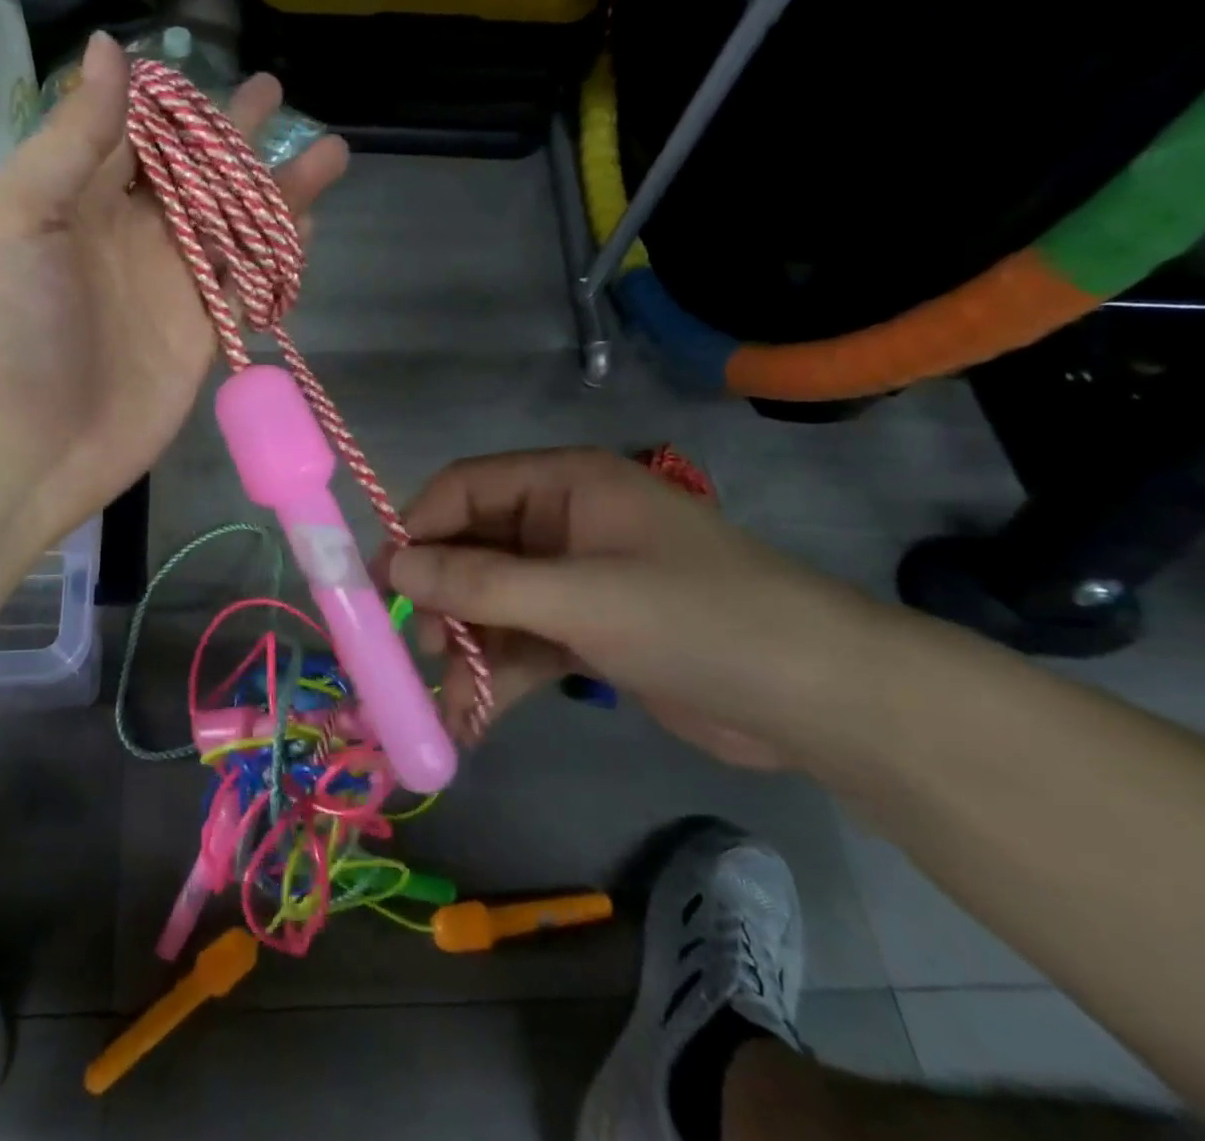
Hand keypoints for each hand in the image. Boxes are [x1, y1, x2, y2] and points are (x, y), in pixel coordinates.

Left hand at [0, 34, 347, 548]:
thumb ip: (73, 139)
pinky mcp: (200, 335)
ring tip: (329, 151)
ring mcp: (170, 287)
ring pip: (234, 224)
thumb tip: (113, 49)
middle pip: (195, 173)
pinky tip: (308, 224)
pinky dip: (277, 255)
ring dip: (278, 189)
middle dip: (234, 134)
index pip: (136, 134)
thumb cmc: (3, 327)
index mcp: (78, 198)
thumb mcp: (18, 216)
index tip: (209, 65)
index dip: (173, 102)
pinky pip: (247, 284)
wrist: (20, 449)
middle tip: (275, 91)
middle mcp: (130, 235)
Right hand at [385, 447, 905, 767]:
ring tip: (451, 702)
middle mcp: (561, 523)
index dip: (418, 527)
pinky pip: (520, 644)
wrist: (821, 702)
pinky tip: (471, 722)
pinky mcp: (587, 631)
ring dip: (466, 650)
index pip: (464, 488)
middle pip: (471, 548)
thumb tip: (394, 564)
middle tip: (421, 648)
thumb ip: (481, 581)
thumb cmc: (697, 619)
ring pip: (491, 603)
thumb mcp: (580, 597)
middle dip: (442, 598)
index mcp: (564, 484)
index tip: (384, 581)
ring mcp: (573, 580)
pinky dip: (497, 679)